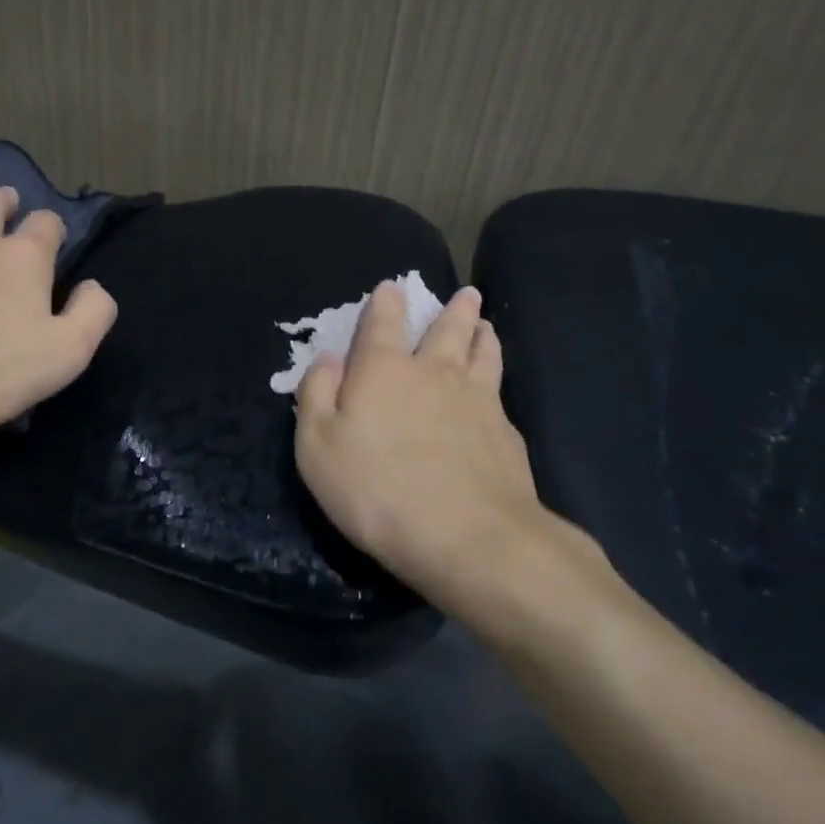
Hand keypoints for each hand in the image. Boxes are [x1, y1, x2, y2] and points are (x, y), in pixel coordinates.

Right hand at [294, 281, 602, 612]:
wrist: (467, 537)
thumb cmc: (376, 490)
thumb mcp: (317, 447)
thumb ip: (317, 395)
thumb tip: (327, 358)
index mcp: (384, 370)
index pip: (383, 322)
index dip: (386, 302)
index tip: (392, 286)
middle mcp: (434, 372)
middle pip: (448, 329)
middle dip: (454, 308)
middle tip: (466, 293)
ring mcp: (478, 399)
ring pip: (484, 353)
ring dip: (482, 334)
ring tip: (485, 325)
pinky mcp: (506, 432)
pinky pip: (500, 391)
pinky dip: (496, 377)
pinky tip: (496, 390)